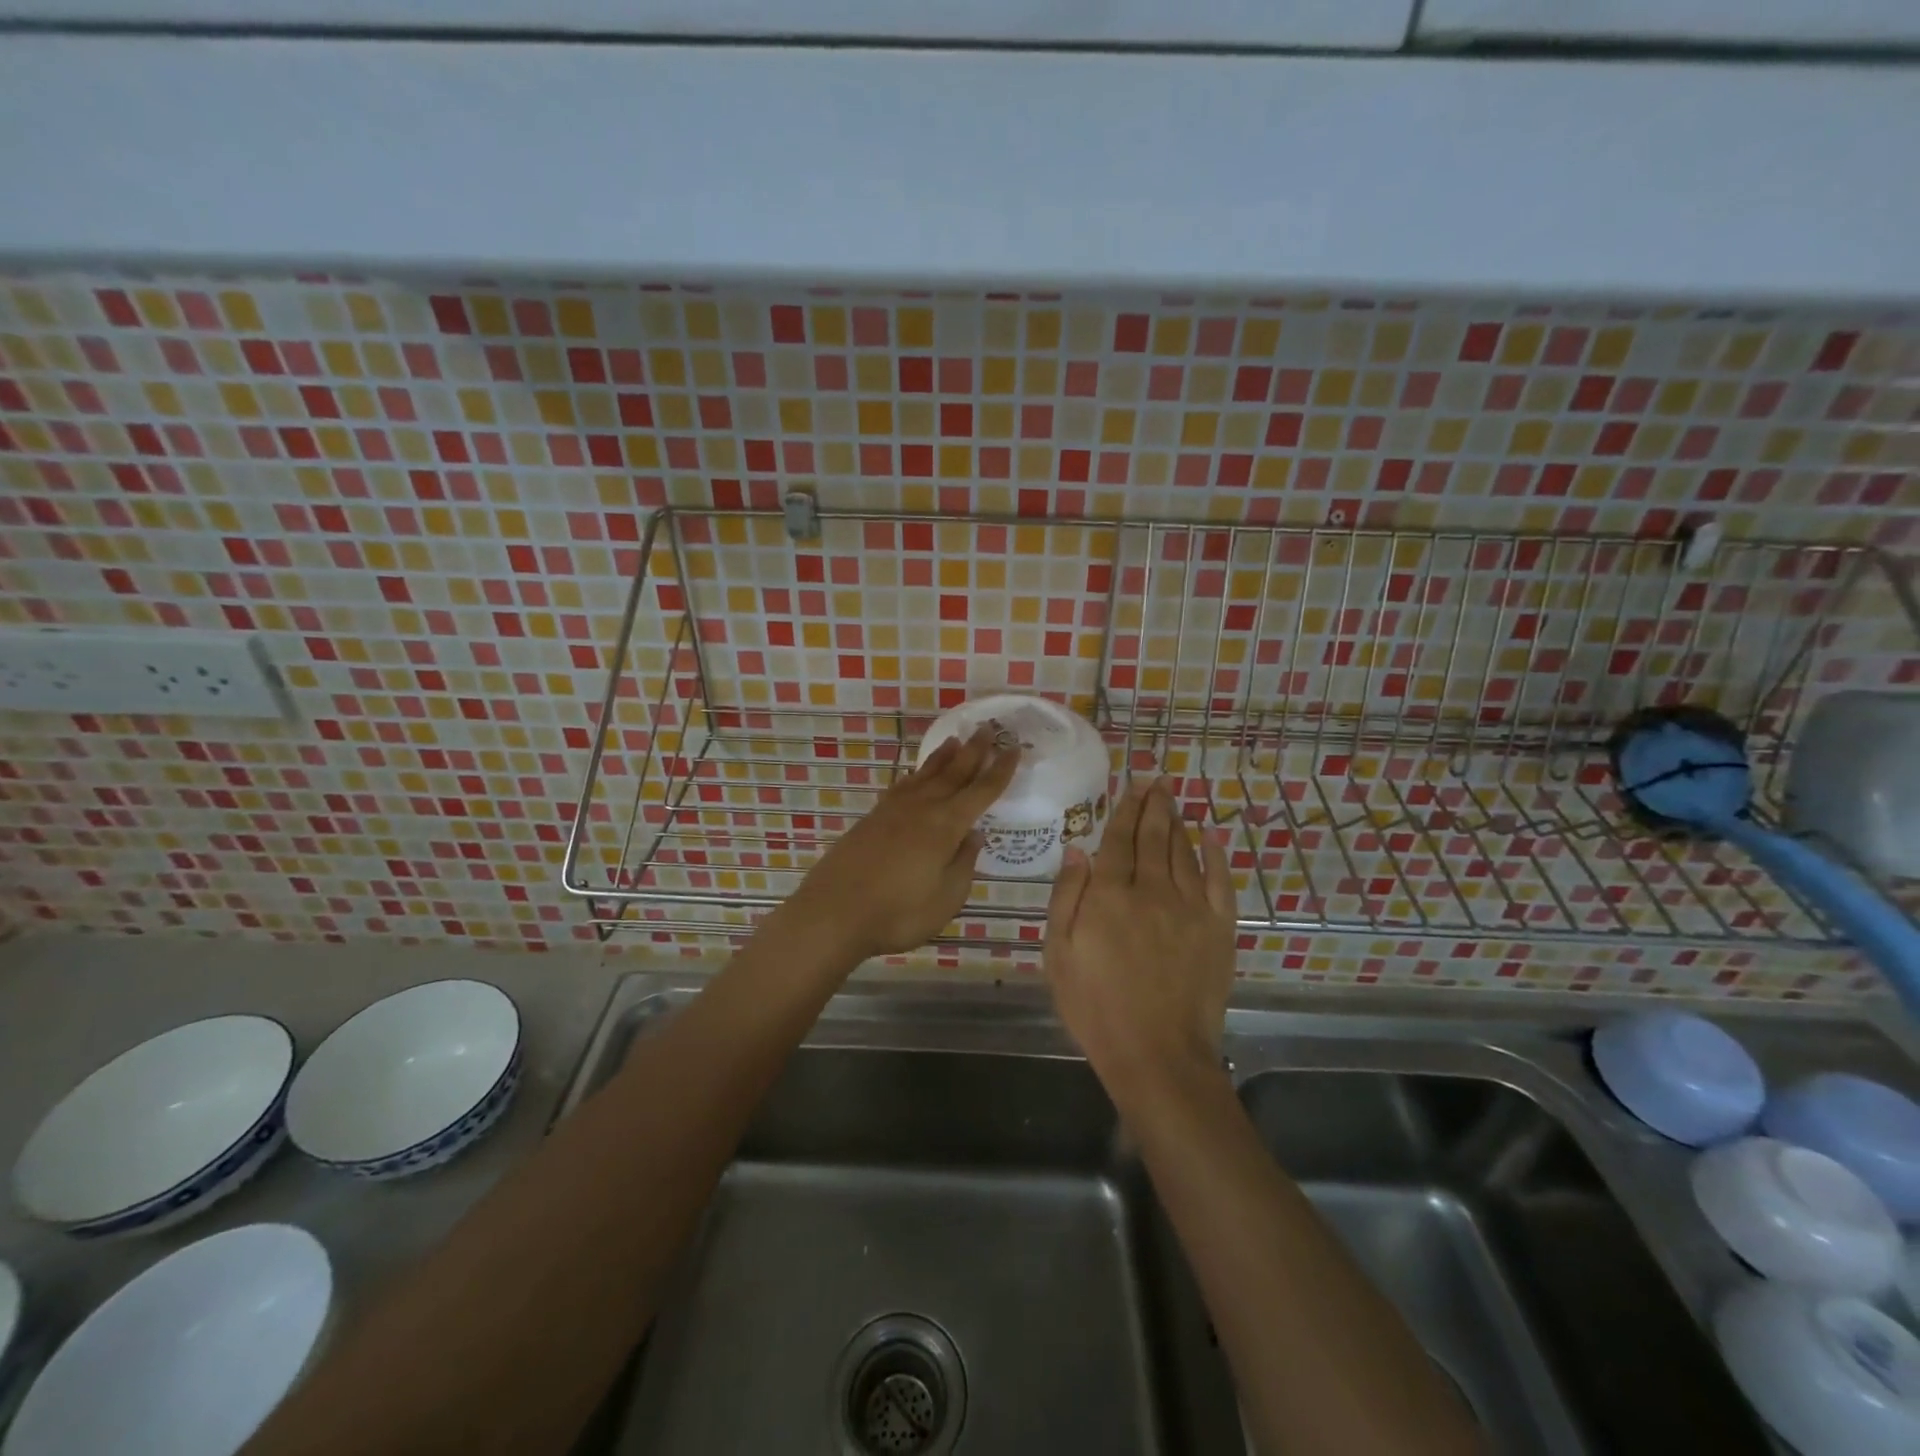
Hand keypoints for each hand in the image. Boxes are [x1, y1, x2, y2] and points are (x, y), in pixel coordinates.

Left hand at [781, 725, 1018, 965]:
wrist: (834, 913)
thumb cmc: (898, 913)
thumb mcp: (946, 898)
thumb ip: (964, 864)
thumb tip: (974, 835)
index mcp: (946, 826)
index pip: (981, 791)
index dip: (1000, 770)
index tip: (1014, 748)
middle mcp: (922, 808)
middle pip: (953, 773)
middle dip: (973, 751)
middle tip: (987, 728)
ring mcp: (893, 810)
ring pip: (925, 775)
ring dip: (943, 757)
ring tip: (956, 741)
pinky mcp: (873, 818)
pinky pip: (904, 785)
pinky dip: (917, 775)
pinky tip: (917, 776)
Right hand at [1043, 778, 1237, 1096]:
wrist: (1157, 1054)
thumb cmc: (1096, 1007)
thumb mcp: (1059, 954)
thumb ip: (1067, 897)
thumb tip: (1077, 849)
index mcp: (1110, 895)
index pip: (1118, 840)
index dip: (1125, 809)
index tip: (1132, 785)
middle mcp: (1152, 890)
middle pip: (1153, 837)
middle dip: (1154, 805)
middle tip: (1157, 780)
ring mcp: (1190, 908)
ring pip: (1184, 852)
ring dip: (1178, 823)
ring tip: (1173, 800)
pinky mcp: (1218, 929)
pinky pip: (1219, 881)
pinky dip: (1215, 855)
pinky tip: (1212, 836)